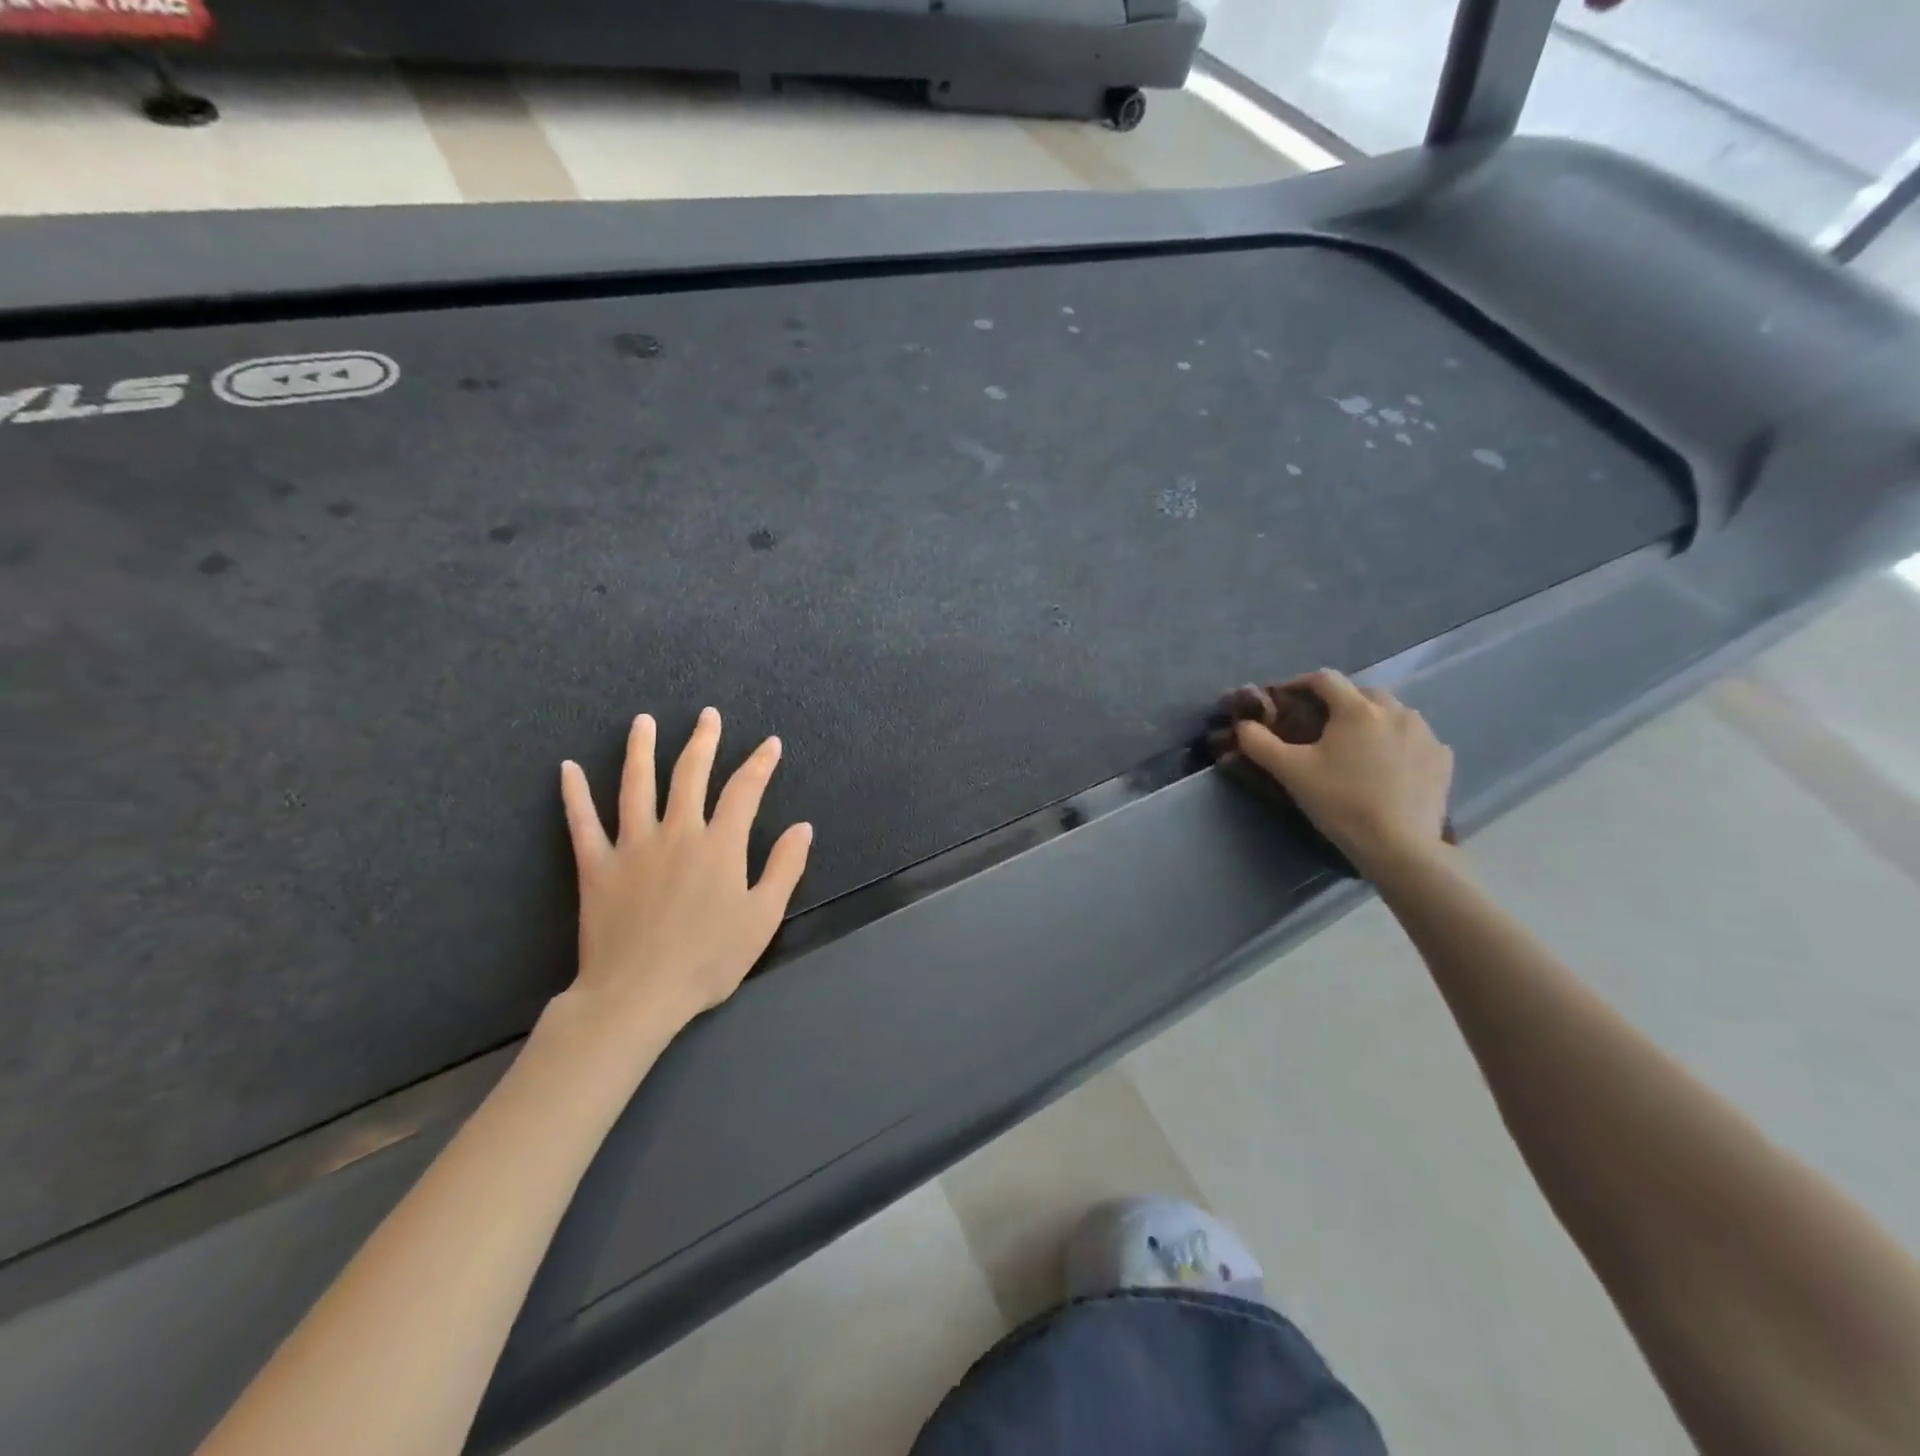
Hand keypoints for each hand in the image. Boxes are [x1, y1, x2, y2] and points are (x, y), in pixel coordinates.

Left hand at [554, 708, 812, 1052]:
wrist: (639, 994)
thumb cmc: (709, 959)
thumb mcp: (763, 918)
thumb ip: (784, 868)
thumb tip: (802, 827)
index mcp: (720, 845)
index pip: (744, 791)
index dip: (760, 764)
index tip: (770, 744)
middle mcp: (677, 833)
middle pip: (690, 775)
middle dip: (703, 741)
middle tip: (708, 716)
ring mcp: (632, 846)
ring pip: (637, 786)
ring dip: (641, 750)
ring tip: (643, 721)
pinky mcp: (596, 866)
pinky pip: (582, 823)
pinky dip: (574, 794)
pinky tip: (566, 769)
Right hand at [1232, 669, 1452, 876]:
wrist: (1399, 846)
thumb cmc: (1340, 802)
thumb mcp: (1290, 772)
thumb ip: (1260, 743)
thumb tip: (1244, 724)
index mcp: (1357, 709)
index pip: (1325, 679)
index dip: (1300, 684)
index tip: (1285, 699)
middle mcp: (1396, 711)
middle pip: (1361, 693)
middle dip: (1338, 703)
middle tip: (1320, 726)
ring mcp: (1425, 734)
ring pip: (1392, 714)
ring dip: (1371, 721)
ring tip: (1356, 746)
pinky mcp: (1442, 758)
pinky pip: (1415, 739)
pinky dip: (1398, 743)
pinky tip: (1388, 765)